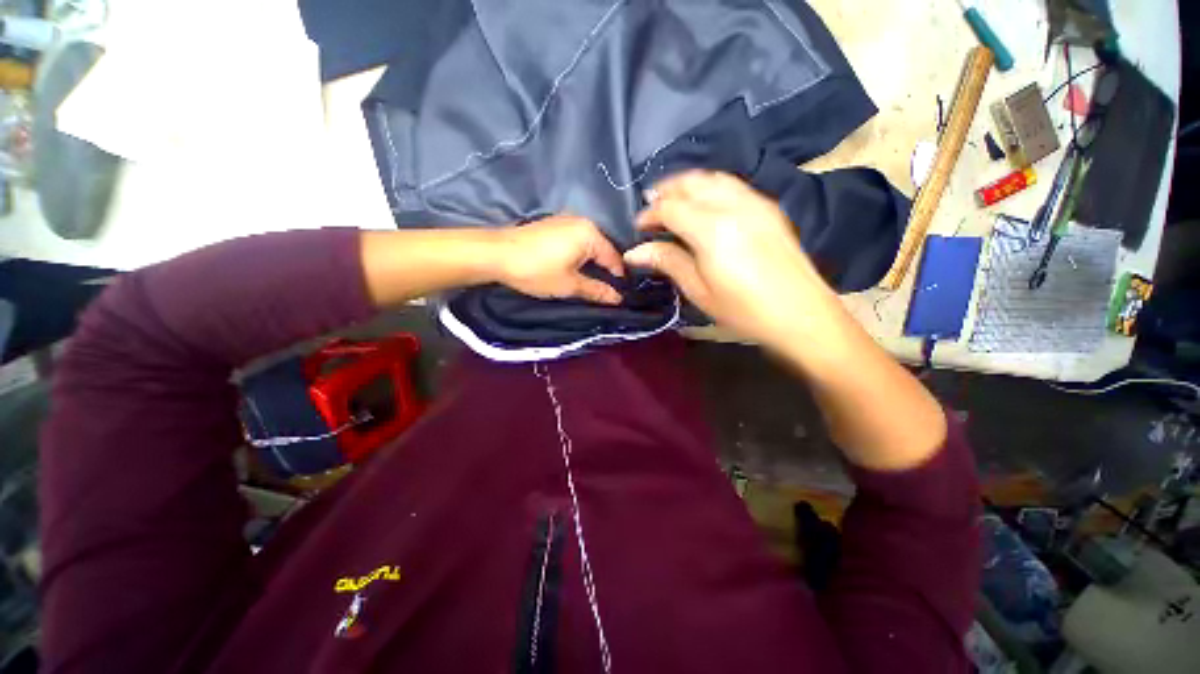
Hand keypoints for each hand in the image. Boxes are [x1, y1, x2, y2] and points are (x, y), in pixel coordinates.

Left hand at [495, 215, 624, 304]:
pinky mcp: (553, 224)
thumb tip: (618, 298)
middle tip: (606, 292)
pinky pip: (576, 241)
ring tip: (591, 283)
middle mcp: (582, 222)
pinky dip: (579, 255)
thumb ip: (597, 290)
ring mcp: (566, 220)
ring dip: (591, 264)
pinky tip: (574, 268)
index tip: (621, 296)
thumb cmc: (537, 270)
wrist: (495, 254)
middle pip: (602, 250)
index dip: (619, 279)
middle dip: (605, 271)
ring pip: (588, 246)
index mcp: (590, 234)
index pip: (614, 258)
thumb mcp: (569, 285)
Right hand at [625, 171, 843, 350]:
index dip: (650, 214)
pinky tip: (705, 203)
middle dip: (666, 191)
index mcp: (712, 230)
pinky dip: (710, 187)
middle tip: (650, 207)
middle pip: (692, 183)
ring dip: (688, 184)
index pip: (671, 208)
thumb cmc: (744, 311)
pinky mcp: (769, 208)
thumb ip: (668, 262)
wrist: (801, 315)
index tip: (638, 227)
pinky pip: (733, 185)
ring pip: (713, 178)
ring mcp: (755, 203)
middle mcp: (734, 206)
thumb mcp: (699, 291)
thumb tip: (635, 252)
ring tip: (673, 201)